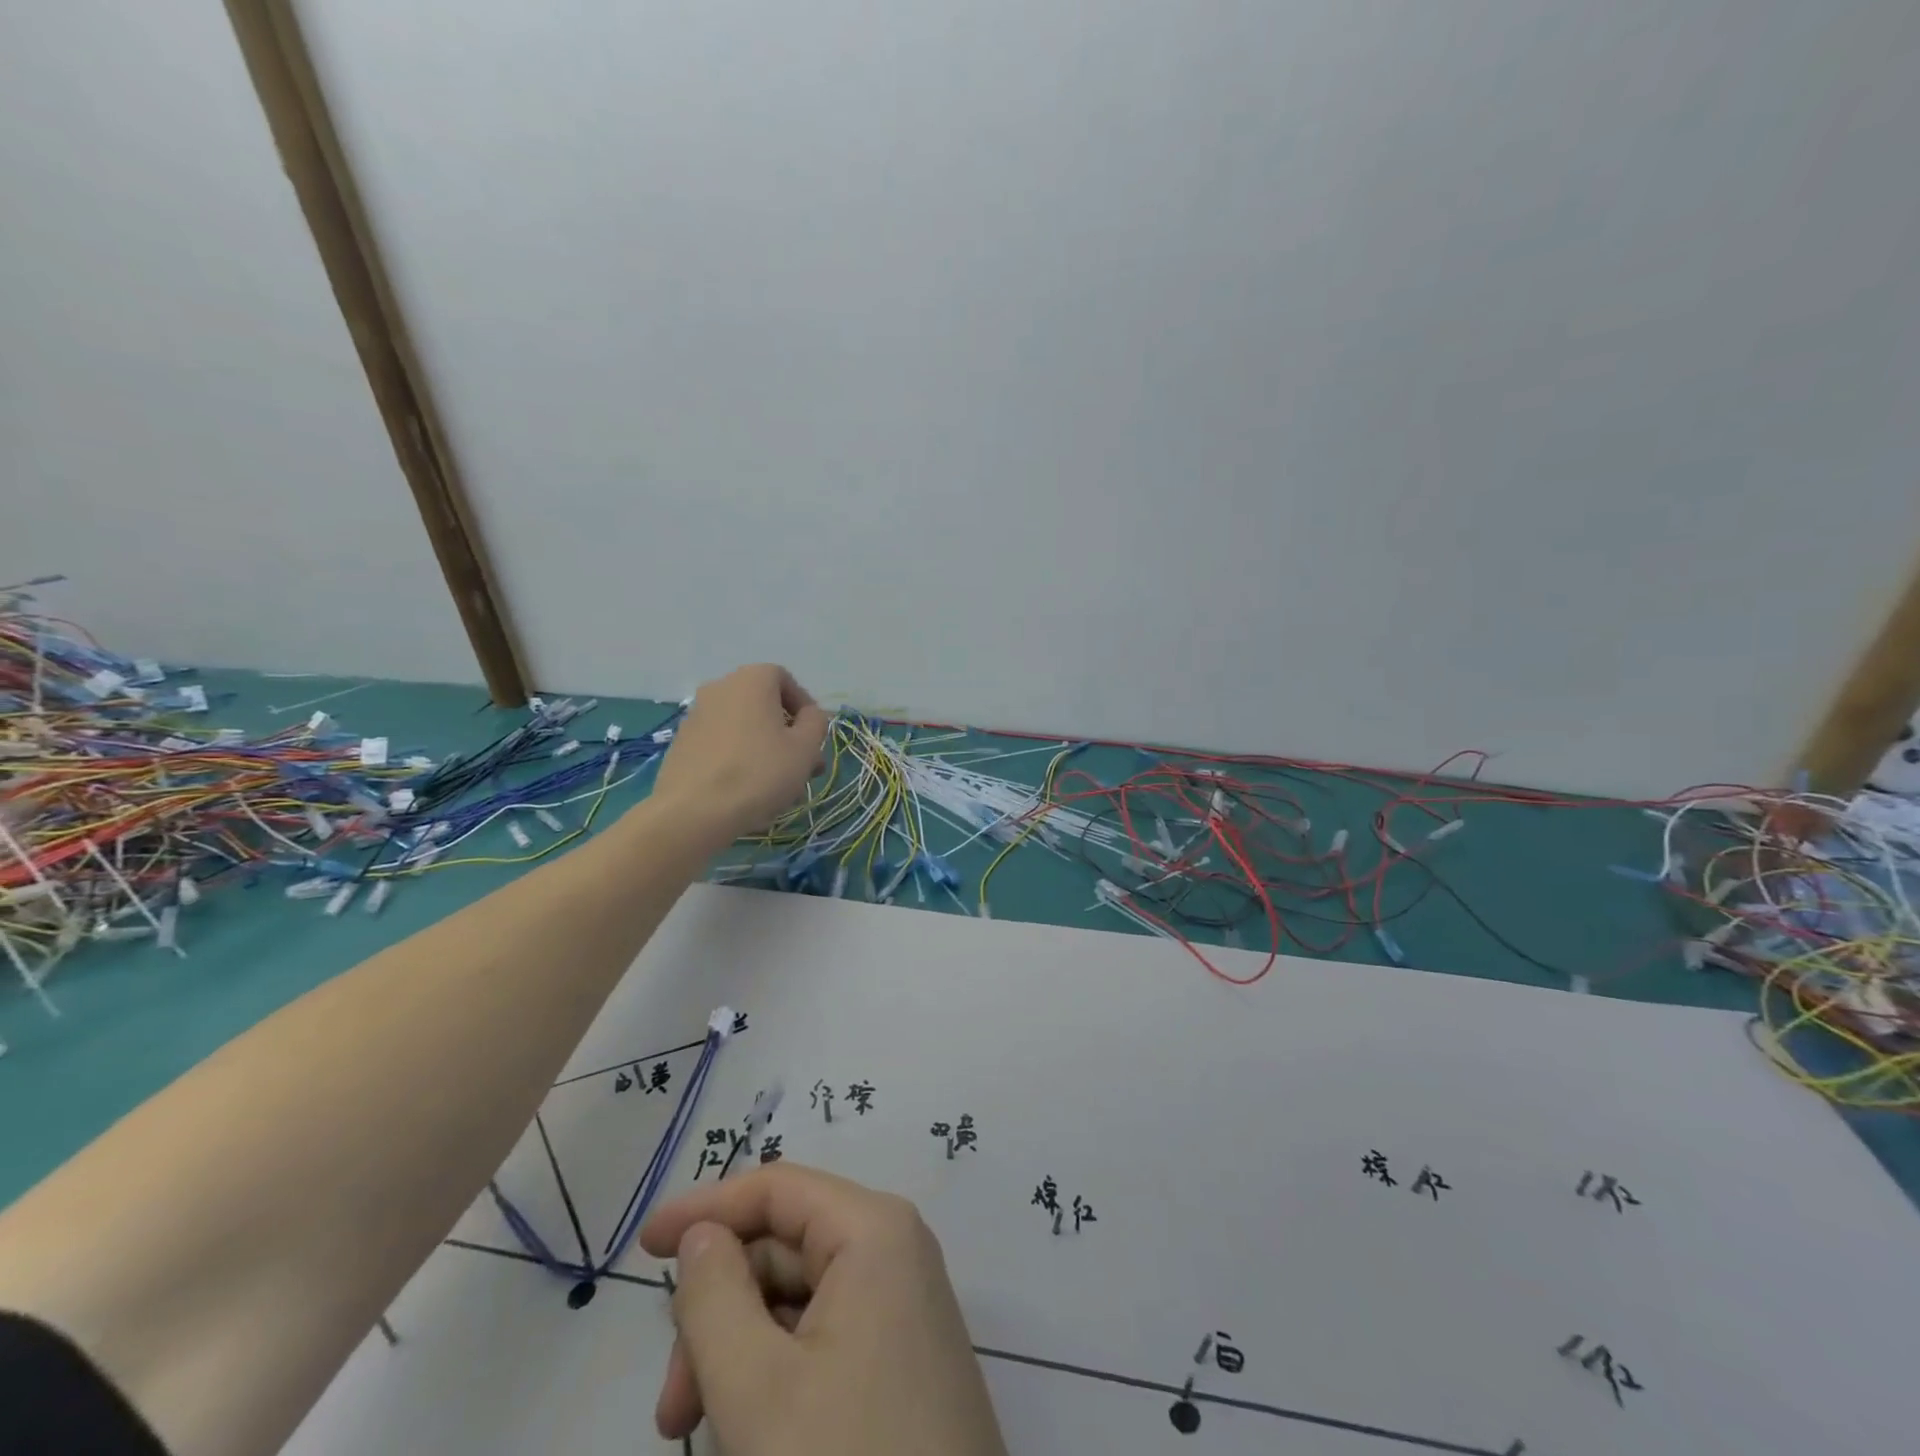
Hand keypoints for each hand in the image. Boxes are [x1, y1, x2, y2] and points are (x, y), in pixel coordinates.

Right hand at [640, 1164, 1009, 1455]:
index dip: (707, 1208)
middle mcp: (893, 1249)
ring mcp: (902, 1303)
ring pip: (798, 1296)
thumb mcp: (758, 1388)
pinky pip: (824, 1333)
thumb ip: (714, 1298)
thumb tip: (702, 1235)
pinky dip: (775, 1369)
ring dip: (739, 1349)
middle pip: (784, 1246)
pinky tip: (748, 1431)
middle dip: (718, 1310)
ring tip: (696, 1428)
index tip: (643, 1246)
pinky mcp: (902, 1354)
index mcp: (872, 1228)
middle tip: (671, 1406)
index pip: (777, 1188)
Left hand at [651, 664, 830, 846]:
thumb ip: (816, 722)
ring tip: (781, 787)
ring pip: (744, 728)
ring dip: (766, 750)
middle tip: (804, 767)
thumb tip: (809, 715)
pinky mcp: (682, 744)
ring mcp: (696, 716)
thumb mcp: (805, 748)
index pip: (784, 679)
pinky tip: (749, 791)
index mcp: (751, 680)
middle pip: (763, 706)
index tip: (814, 737)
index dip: (804, 707)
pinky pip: (722, 745)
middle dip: (788, 734)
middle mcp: (720, 688)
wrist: (694, 811)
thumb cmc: (759, 772)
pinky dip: (740, 759)